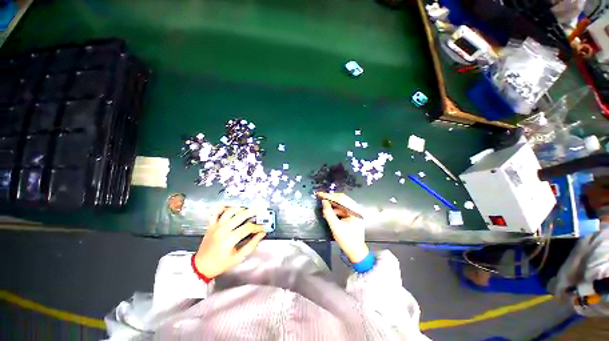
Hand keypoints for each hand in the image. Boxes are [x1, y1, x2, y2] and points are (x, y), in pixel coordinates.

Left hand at [194, 207, 265, 278]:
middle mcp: (223, 229)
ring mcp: (216, 225)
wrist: (201, 266)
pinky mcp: (211, 224)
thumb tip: (261, 234)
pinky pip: (217, 212)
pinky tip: (231, 208)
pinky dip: (224, 207)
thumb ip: (251, 245)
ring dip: (240, 208)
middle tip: (261, 210)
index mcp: (230, 239)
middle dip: (253, 212)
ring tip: (248, 209)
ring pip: (230, 211)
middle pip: (240, 215)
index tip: (262, 228)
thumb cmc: (221, 264)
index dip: (257, 227)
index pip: (248, 227)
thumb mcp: (238, 258)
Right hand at [317, 192, 368, 262]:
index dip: (329, 196)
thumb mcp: (335, 227)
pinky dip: (334, 210)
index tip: (320, 194)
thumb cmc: (347, 240)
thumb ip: (329, 213)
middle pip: (342, 199)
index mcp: (355, 211)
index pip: (341, 199)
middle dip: (331, 199)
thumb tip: (323, 201)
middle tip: (321, 197)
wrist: (356, 252)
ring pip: (341, 204)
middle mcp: (355, 209)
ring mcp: (354, 213)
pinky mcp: (351, 216)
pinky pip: (341, 210)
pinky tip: (328, 213)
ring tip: (323, 208)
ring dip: (332, 205)